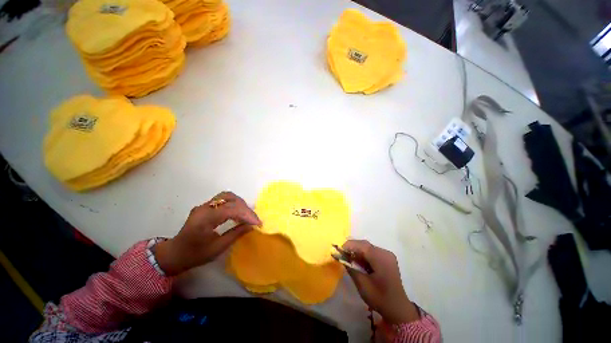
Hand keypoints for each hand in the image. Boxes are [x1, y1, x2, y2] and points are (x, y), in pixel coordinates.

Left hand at [154, 192, 260, 275]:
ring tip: (247, 215)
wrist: (174, 254)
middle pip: (230, 198)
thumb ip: (235, 234)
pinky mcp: (206, 206)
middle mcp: (204, 207)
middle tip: (253, 220)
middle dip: (245, 208)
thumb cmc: (194, 254)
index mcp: (205, 218)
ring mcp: (204, 205)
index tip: (258, 223)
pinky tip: (239, 213)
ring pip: (227, 196)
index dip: (247, 214)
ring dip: (240, 204)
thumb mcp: (217, 248)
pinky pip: (224, 200)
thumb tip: (251, 226)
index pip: (231, 209)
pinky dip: (234, 204)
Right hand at [342, 240, 419, 323]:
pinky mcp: (387, 259)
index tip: (338, 250)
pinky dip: (364, 255)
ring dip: (358, 251)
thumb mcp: (362, 284)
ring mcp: (387, 255)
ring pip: (368, 248)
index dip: (349, 245)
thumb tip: (341, 257)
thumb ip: (351, 268)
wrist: (398, 309)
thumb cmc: (379, 298)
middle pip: (365, 245)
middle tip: (342, 254)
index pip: (362, 246)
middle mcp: (385, 253)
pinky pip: (372, 252)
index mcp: (381, 258)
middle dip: (353, 248)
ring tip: (349, 258)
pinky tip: (359, 262)